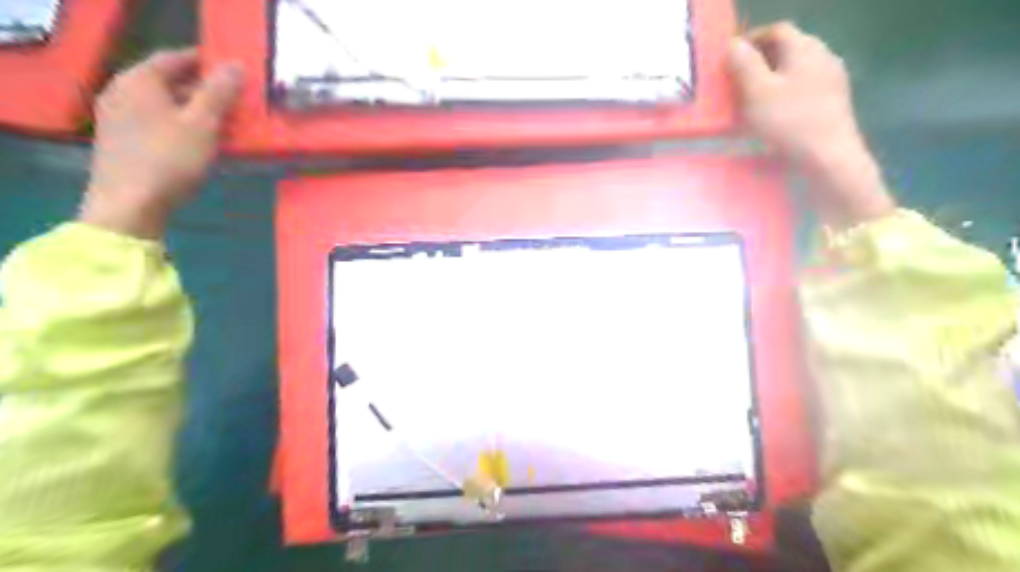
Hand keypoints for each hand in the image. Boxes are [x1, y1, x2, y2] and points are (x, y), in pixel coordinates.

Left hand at [78, 48, 241, 236]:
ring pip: (166, 105)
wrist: (130, 204)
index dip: (204, 60)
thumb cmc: (169, 159)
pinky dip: (184, 126)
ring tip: (229, 124)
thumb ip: (219, 93)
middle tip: (238, 100)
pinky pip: (159, 123)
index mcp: (139, 81)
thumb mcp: (202, 124)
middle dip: (205, 90)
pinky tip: (205, 142)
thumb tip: (237, 65)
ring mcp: (120, 118)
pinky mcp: (124, 141)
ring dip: (198, 111)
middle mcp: (123, 92)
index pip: (173, 58)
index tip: (233, 69)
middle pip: (169, 82)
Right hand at [728, 21, 894, 227]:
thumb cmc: (788, 122)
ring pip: (796, 70)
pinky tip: (773, 114)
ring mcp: (832, 79)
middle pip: (788, 48)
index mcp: (805, 48)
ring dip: (772, 78)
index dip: (751, 38)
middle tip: (737, 80)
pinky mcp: (833, 102)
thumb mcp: (756, 92)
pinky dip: (784, 94)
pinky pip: (803, 88)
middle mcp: (823, 56)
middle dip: (760, 60)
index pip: (777, 30)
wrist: (828, 158)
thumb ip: (743, 64)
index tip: (731, 58)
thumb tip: (733, 44)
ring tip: (751, 99)